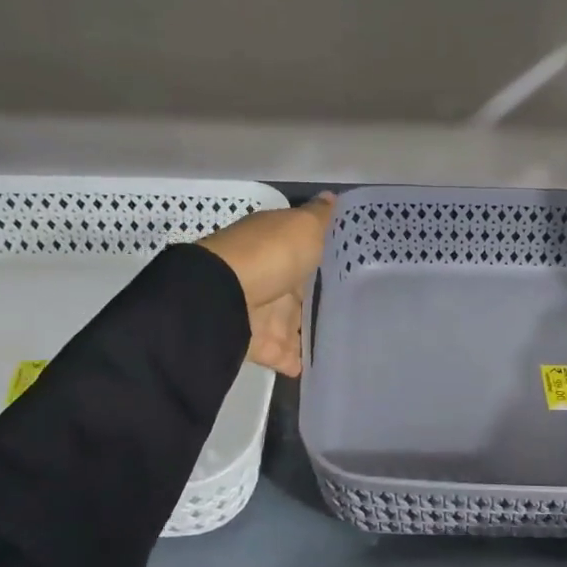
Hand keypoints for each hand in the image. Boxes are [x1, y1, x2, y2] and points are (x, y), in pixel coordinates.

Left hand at [198, 196, 334, 376]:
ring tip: (336, 343)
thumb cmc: (270, 254)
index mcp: (275, 248)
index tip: (341, 266)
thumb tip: (330, 196)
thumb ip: (318, 217)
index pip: (299, 253)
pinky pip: (283, 355)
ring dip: (303, 334)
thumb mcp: (302, 227)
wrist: (223, 296)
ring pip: (288, 325)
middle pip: (293, 292)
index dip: (317, 258)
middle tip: (343, 310)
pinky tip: (316, 370)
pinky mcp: (258, 344)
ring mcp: (260, 313)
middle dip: (310, 300)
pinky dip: (296, 363)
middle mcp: (266, 278)